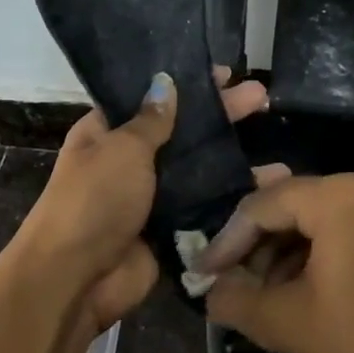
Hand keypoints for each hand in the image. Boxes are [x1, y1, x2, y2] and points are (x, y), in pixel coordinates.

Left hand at [13, 70, 283, 334]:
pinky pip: (204, 210)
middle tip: (261, 98)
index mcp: (106, 134)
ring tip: (276, 156)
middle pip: (182, 133)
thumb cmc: (95, 201)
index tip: (224, 74)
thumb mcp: (122, 149)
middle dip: (220, 117)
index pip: (150, 99)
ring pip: (197, 174)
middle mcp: (129, 162)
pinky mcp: (168, 231)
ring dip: (233, 162)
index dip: (186, 85)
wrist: (77, 278)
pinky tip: (269, 190)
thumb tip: (165, 83)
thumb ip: (151, 120)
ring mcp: (151, 198)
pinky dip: (232, 201)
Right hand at [199, 173, 353, 352]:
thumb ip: (233, 299)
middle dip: (254, 247)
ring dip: (281, 252)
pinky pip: (341, 227)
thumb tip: (209, 290)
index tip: (201, 274)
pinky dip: (313, 253)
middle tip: (228, 283)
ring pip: (314, 218)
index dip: (226, 242)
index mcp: (339, 197)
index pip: (261, 206)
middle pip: (289, 206)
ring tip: (259, 292)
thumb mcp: (285, 324)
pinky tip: (294, 287)